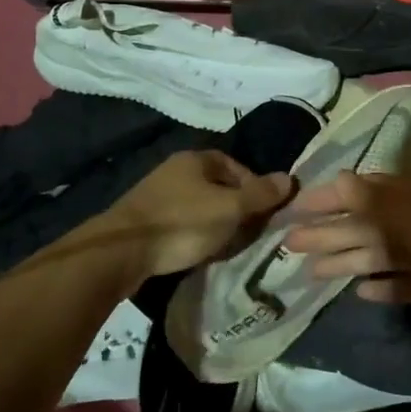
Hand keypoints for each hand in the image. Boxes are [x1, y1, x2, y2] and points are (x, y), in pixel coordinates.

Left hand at [97, 149, 294, 281]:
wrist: (121, 252)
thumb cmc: (182, 223)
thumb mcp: (230, 208)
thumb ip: (260, 195)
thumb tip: (289, 179)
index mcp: (196, 159)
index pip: (236, 166)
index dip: (254, 187)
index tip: (263, 212)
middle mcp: (176, 170)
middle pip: (218, 186)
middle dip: (235, 208)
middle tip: (248, 232)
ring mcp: (157, 194)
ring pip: (199, 206)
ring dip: (215, 223)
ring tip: (226, 246)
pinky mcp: (145, 220)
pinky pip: (181, 222)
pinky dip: (194, 234)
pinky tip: (198, 251)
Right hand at [280, 172, 410, 351]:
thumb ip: (380, 204)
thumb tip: (338, 180)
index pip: (362, 192)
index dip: (328, 198)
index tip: (293, 207)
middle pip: (366, 225)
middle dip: (329, 232)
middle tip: (289, 245)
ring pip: (380, 255)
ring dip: (348, 260)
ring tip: (312, 272)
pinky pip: (403, 284)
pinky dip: (382, 287)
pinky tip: (360, 293)